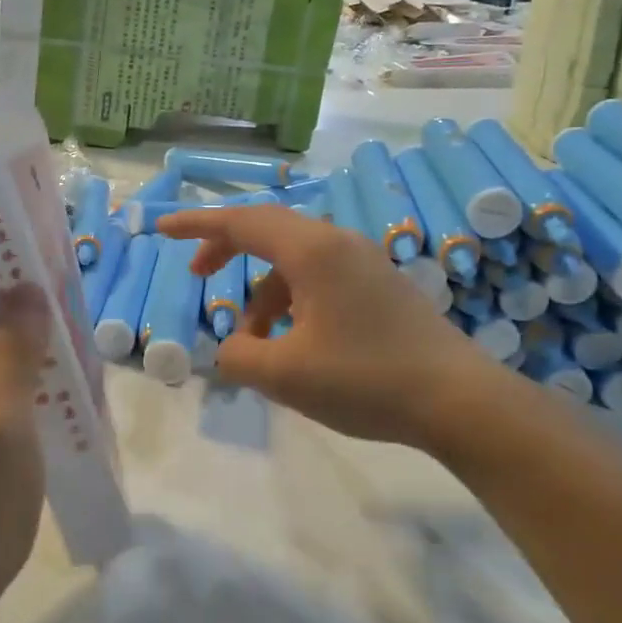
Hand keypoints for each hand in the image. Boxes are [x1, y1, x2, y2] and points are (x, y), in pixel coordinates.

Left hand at [0, 247, 48, 622]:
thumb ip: (12, 350)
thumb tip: (27, 284)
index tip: (27, 204)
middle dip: (21, 264)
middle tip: (72, 246)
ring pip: (3, 330)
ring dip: (36, 309)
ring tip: (81, 288)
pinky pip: (17, 369)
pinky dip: (44, 353)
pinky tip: (78, 352)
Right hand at [158, 204, 506, 450]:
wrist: (459, 400)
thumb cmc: (365, 379)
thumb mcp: (285, 375)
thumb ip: (238, 356)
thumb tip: (230, 347)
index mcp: (311, 251)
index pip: (241, 222)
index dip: (196, 225)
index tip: (162, 230)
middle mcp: (337, 243)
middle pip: (267, 231)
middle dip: (226, 251)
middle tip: (197, 276)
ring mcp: (363, 262)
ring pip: (293, 263)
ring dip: (262, 295)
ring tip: (253, 344)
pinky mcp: (379, 285)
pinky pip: (318, 278)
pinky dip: (291, 302)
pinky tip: (294, 344)